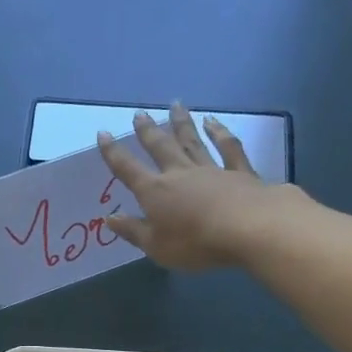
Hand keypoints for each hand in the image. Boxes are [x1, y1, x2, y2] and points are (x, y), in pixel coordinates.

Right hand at [98, 103, 296, 269]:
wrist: (248, 228)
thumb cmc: (195, 242)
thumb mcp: (156, 246)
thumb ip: (133, 231)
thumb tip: (109, 217)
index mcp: (155, 192)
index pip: (128, 170)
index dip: (113, 153)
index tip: (103, 133)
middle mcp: (180, 173)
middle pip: (160, 147)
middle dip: (147, 131)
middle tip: (139, 113)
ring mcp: (211, 169)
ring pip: (192, 141)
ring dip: (181, 123)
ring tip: (174, 104)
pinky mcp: (239, 172)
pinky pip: (227, 148)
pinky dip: (220, 133)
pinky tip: (213, 122)